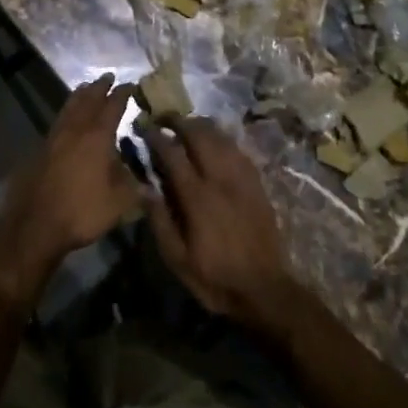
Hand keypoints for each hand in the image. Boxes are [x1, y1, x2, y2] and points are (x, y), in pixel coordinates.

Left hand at [0, 74, 137, 296]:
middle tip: (107, 77)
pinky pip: (56, 123)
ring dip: (79, 97)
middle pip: (87, 101)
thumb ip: (135, 189)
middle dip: (98, 88)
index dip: (122, 95)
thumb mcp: (119, 204)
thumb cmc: (81, 212)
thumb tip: (151, 183)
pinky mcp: (38, 152)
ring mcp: (52, 140)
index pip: (112, 108)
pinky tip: (67, 121)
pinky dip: (66, 114)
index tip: (130, 85)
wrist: (34, 226)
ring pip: (68, 109)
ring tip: (85, 88)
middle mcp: (74, 132)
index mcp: (96, 138)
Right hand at [143, 118, 316, 340]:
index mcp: (197, 197)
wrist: (264, 289)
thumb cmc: (214, 278)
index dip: (156, 137)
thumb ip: (159, 219)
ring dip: (202, 126)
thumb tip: (142, 186)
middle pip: (200, 136)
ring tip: (187, 124)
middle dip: (179, 122)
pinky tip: (216, 141)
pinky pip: (239, 151)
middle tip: (163, 118)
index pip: (173, 155)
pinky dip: (224, 139)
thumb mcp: (177, 258)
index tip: (143, 126)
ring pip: (222, 139)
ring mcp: (243, 180)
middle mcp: (221, 180)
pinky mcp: (257, 186)